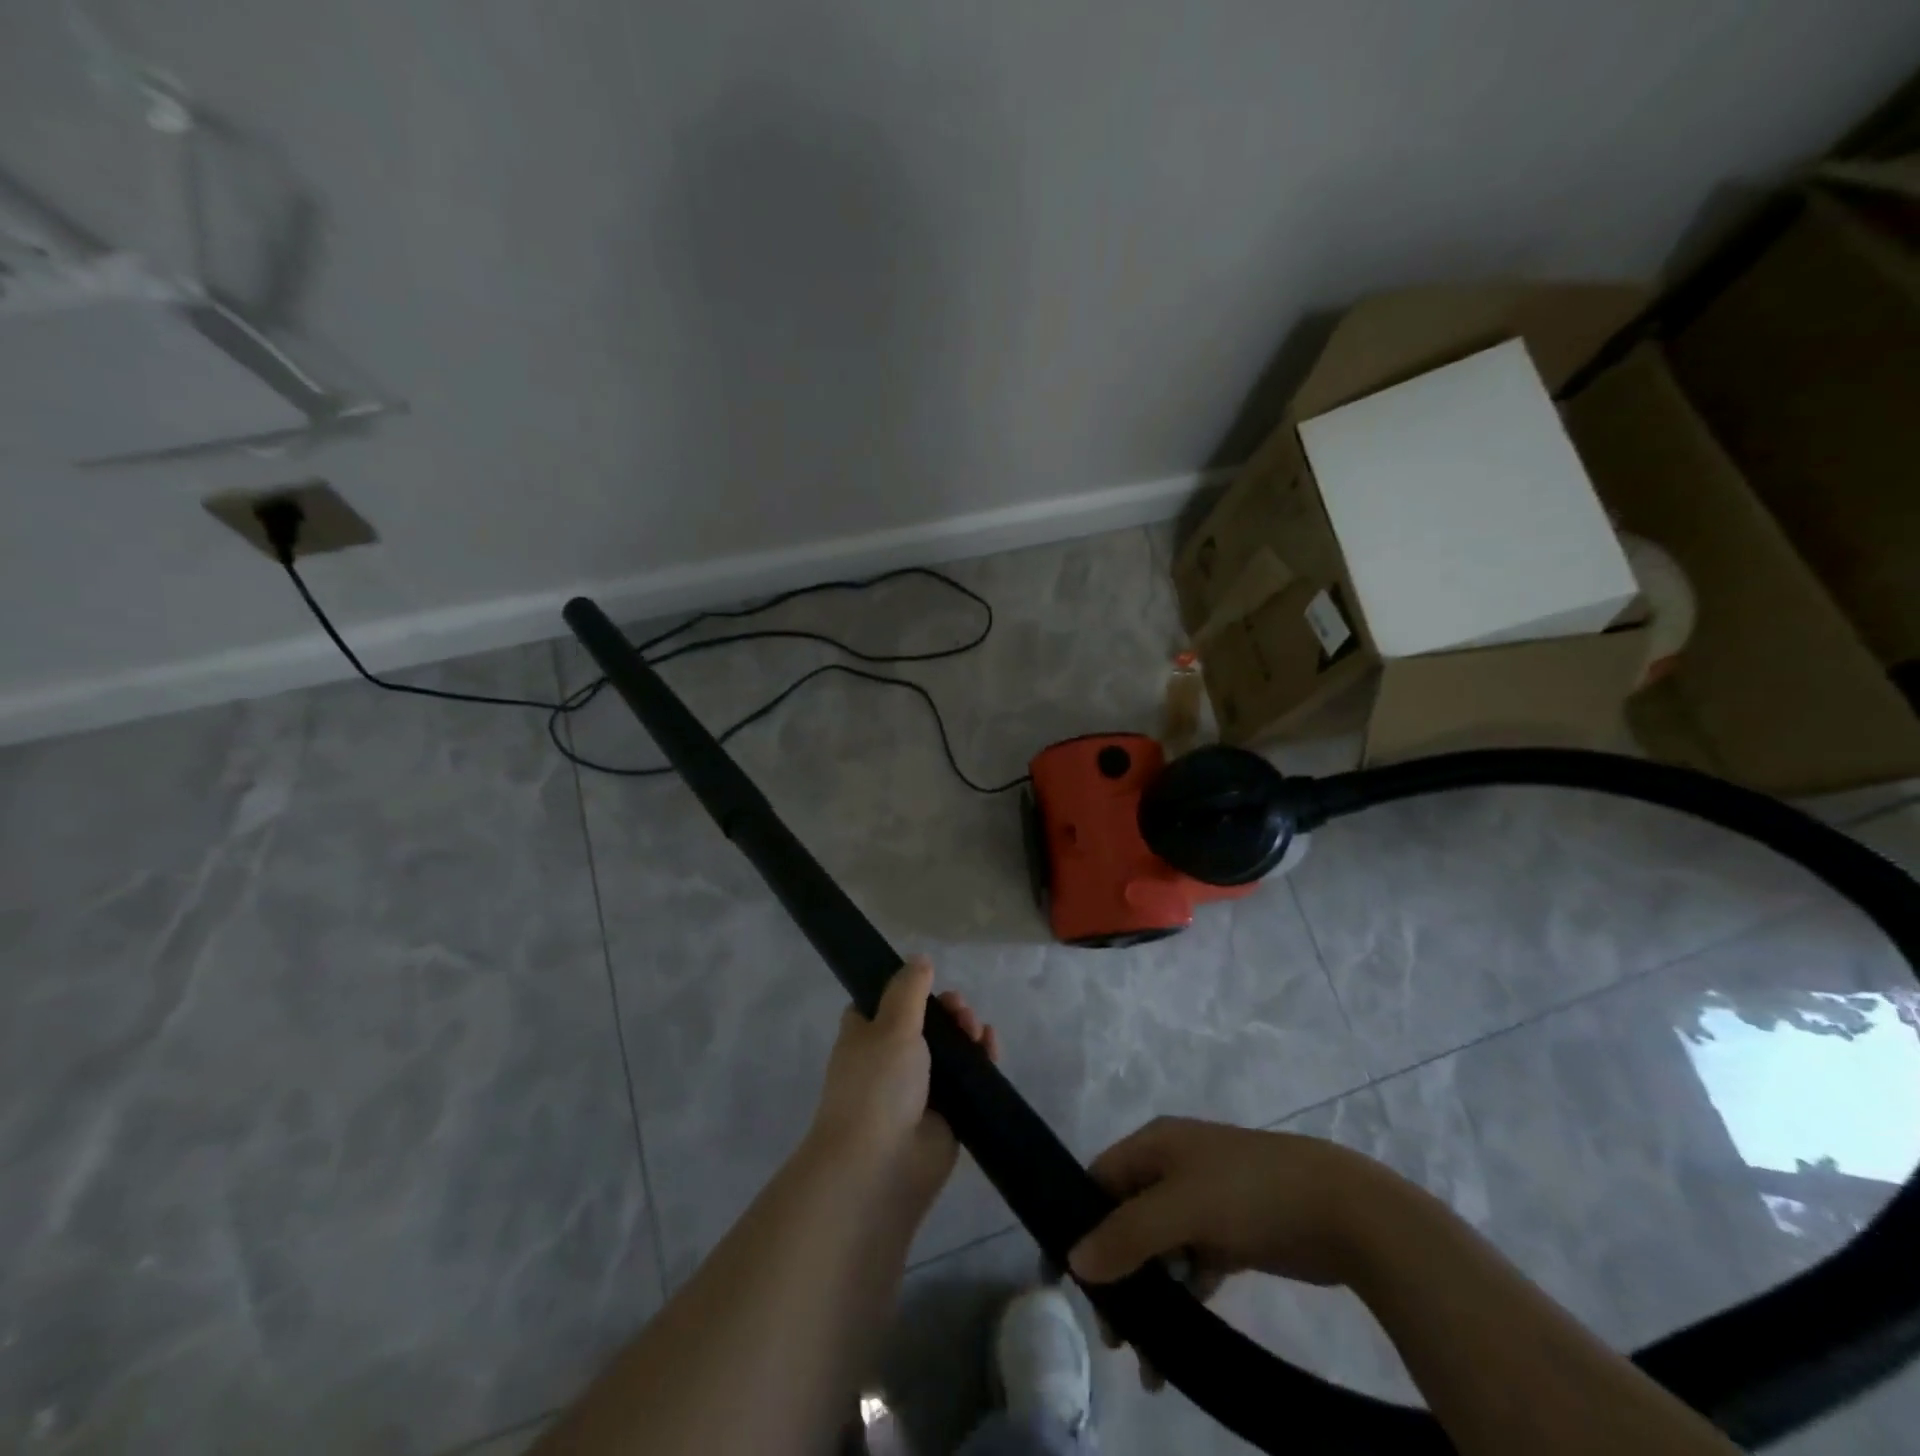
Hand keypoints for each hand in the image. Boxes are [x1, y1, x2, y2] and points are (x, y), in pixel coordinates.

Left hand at [806, 956, 998, 1215]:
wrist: (880, 1167)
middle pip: (925, 1023)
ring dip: (966, 1033)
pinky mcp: (945, 1114)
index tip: (931, 983)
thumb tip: (920, 959)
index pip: (884, 1003)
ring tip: (976, 1031)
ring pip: (949, 1050)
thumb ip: (909, 990)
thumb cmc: (877, 1085)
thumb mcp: (891, 1025)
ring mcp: (918, 1088)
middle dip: (947, 1011)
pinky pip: (967, 1079)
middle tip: (960, 1011)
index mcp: (865, 1035)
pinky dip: (981, 1061)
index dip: (909, 990)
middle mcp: (889, 1059)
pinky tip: (991, 1047)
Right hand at [1067, 1117, 1408, 1390]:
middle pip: (1126, 1219)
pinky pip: (1190, 1266)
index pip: (1099, 1181)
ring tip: (1146, 1357)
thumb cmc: (1248, 1192)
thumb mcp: (1181, 1207)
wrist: (1341, 1209)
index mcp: (1155, 1145)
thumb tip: (1073, 1261)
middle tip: (1114, 1334)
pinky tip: (1180, 1344)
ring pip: (1158, 1249)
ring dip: (1149, 1297)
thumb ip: (1126, 1234)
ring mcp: (1204, 1201)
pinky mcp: (1231, 1235)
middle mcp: (1173, 1167)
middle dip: (1116, 1274)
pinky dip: (1182, 1299)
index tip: (1063, 1280)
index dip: (1079, 1224)